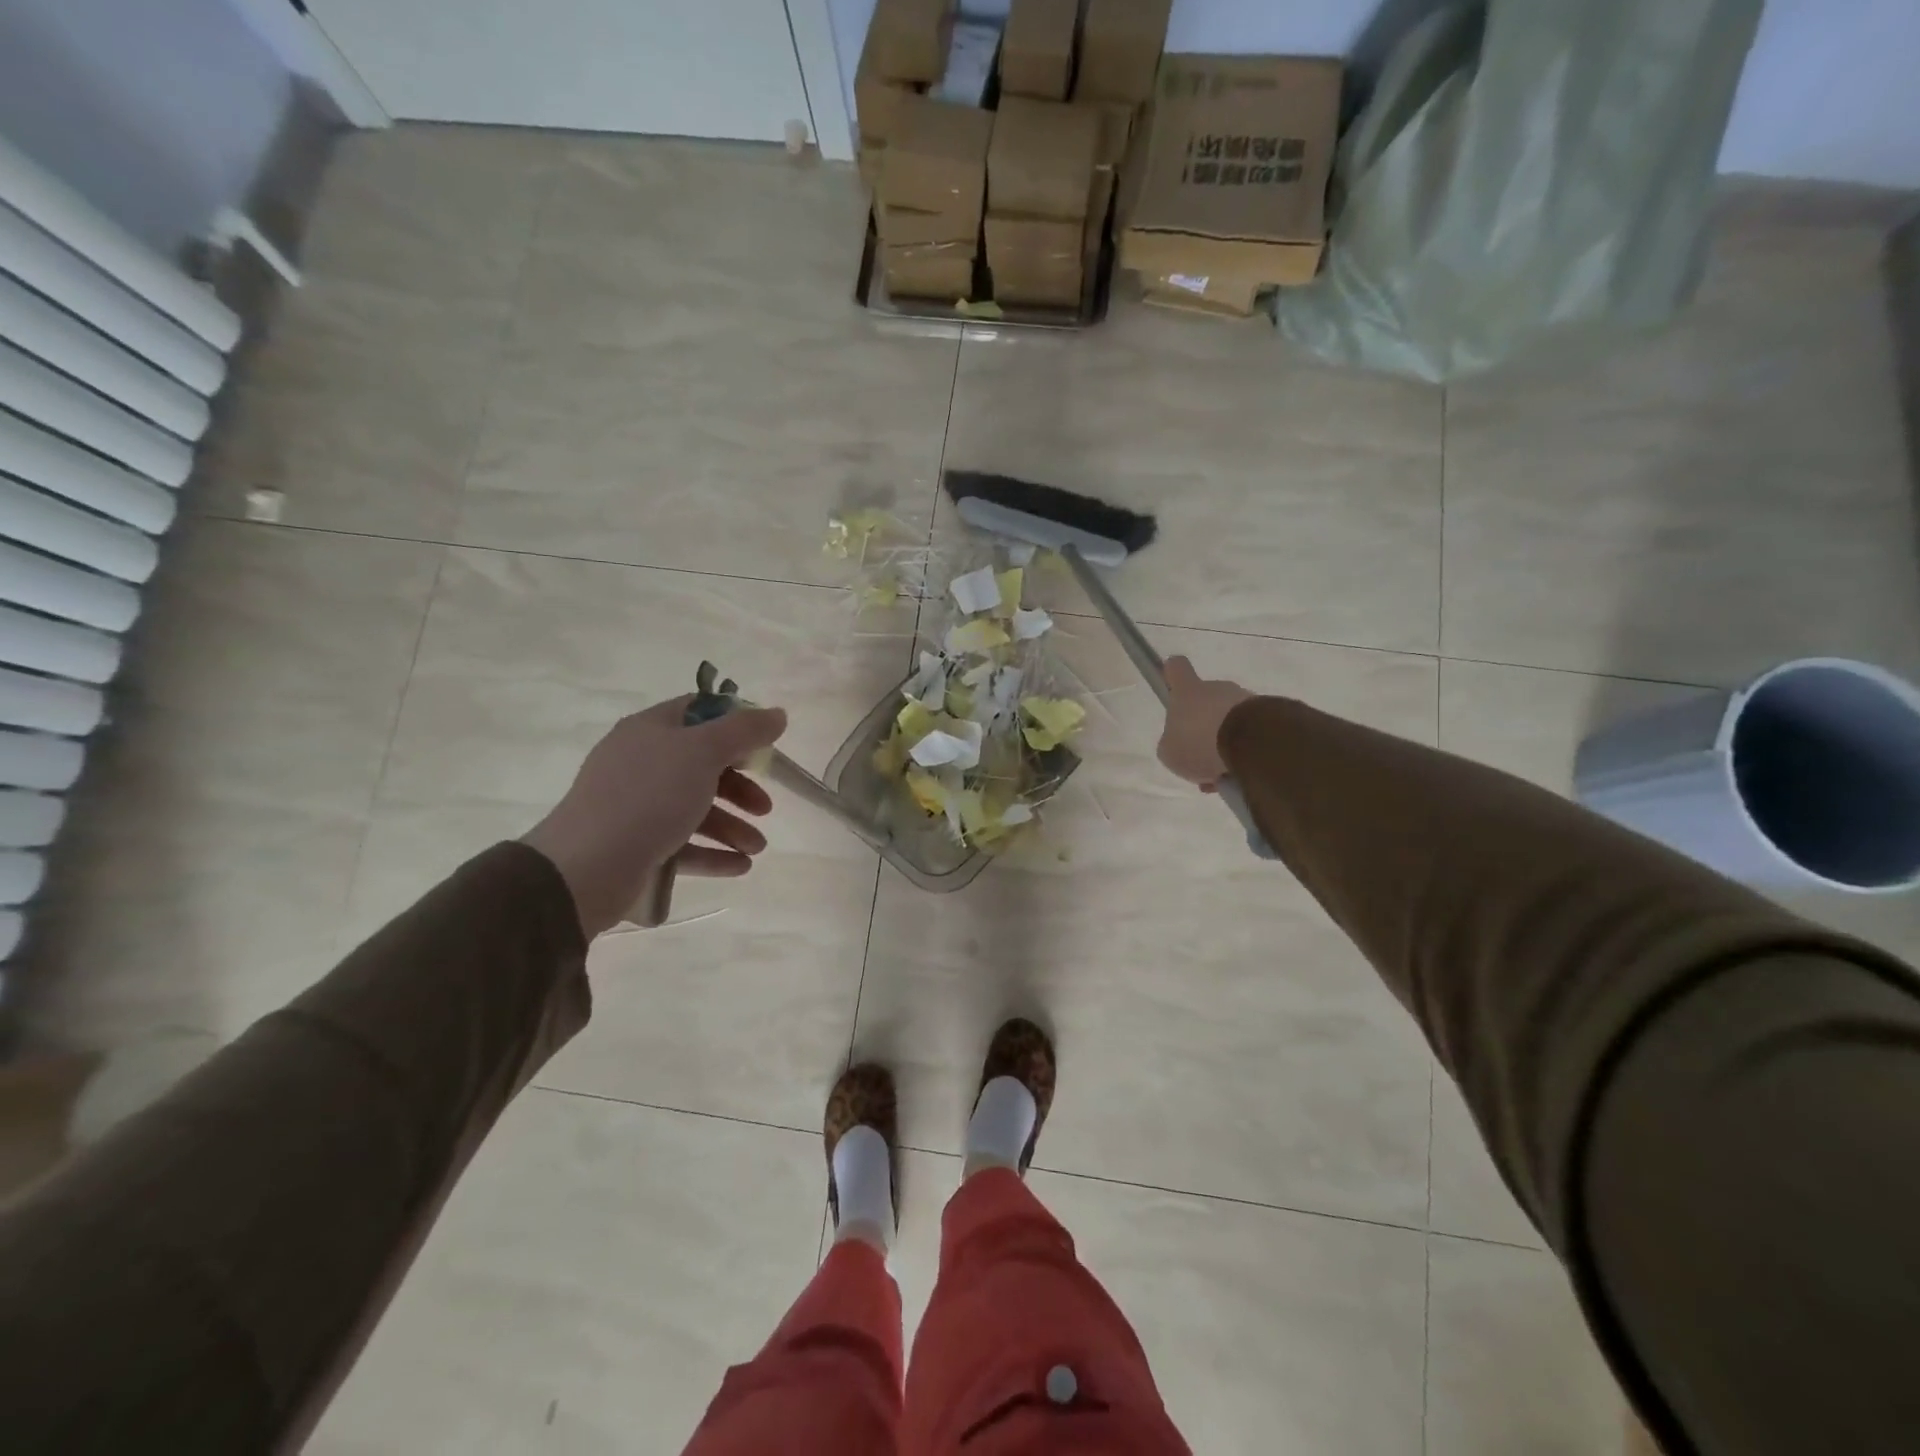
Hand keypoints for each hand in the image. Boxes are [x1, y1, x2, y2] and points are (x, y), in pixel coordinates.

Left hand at [522, 696, 787, 937]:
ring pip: (695, 809)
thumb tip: (777, 714)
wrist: (587, 867)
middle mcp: (641, 763)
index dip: (734, 724)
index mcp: (650, 731)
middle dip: (740, 788)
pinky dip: (713, 853)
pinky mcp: (635, 845)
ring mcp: (636, 806)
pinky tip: (740, 866)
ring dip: (732, 826)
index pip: (698, 712)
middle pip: (702, 766)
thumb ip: (744, 731)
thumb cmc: (649, 796)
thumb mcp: (703, 752)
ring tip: (757, 849)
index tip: (764, 745)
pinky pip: (683, 844)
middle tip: (766, 807)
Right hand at [1157, 656, 1253, 790]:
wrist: (1253, 744)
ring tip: (1222, 773)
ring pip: (1229, 721)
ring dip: (1224, 744)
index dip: (1171, 676)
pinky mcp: (1270, 715)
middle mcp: (1217, 689)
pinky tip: (1240, 775)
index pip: (1176, 668)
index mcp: (1188, 691)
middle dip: (1203, 728)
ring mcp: (1245, 700)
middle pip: (1205, 702)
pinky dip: (1243, 752)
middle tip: (1200, 757)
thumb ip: (1171, 744)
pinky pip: (1249, 733)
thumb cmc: (1199, 742)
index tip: (1172, 687)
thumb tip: (1180, 743)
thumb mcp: (1170, 752)